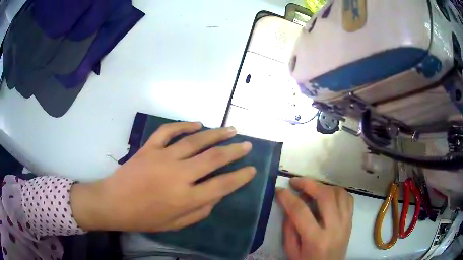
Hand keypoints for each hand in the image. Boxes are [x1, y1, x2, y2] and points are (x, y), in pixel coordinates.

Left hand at [71, 122, 255, 231]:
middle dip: (234, 151)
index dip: (240, 177)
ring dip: (216, 134)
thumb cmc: (145, 218)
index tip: (252, 169)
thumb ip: (200, 211)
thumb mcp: (176, 224)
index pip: (222, 185)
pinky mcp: (149, 147)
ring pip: (195, 141)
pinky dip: (184, 125)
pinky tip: (197, 123)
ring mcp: (163, 157)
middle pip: (213, 158)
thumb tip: (217, 196)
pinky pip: (169, 131)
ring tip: (231, 129)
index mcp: (186, 198)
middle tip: (247, 144)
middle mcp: (178, 175)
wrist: (114, 203)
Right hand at [276, 178, 353, 259]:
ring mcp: (346, 223)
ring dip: (324, 186)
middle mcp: (334, 228)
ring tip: (312, 188)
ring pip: (339, 193)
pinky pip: (348, 198)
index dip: (287, 198)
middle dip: (308, 184)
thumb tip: (289, 206)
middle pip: (325, 196)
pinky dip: (337, 192)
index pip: (300, 212)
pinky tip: (327, 195)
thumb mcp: (291, 251)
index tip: (279, 190)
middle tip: (296, 181)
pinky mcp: (351, 221)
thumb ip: (289, 229)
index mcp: (315, 239)